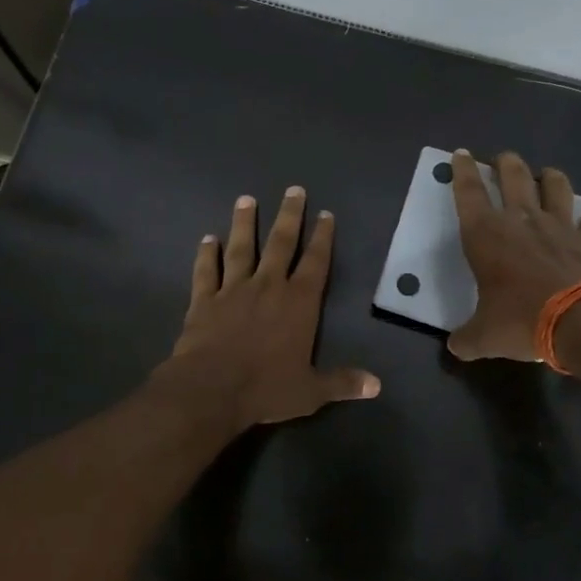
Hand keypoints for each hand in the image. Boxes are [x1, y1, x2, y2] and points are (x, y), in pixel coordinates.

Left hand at [158, 187, 380, 429]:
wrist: (211, 389)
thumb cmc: (266, 388)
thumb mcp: (311, 391)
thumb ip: (342, 382)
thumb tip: (377, 385)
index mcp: (299, 303)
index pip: (316, 262)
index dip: (322, 237)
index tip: (326, 214)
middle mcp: (268, 286)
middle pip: (281, 243)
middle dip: (289, 216)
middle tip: (293, 190)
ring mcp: (233, 290)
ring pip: (241, 248)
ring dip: (245, 223)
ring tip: (247, 200)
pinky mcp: (204, 300)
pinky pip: (207, 271)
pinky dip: (206, 254)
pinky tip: (207, 238)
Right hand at [448, 149, 580, 360]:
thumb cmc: (523, 321)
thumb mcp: (484, 337)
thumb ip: (467, 338)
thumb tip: (456, 347)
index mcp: (487, 235)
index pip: (469, 193)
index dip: (463, 171)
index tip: (462, 154)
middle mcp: (523, 221)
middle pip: (514, 176)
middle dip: (505, 163)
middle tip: (503, 159)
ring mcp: (562, 226)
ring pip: (556, 186)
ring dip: (550, 177)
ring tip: (547, 175)